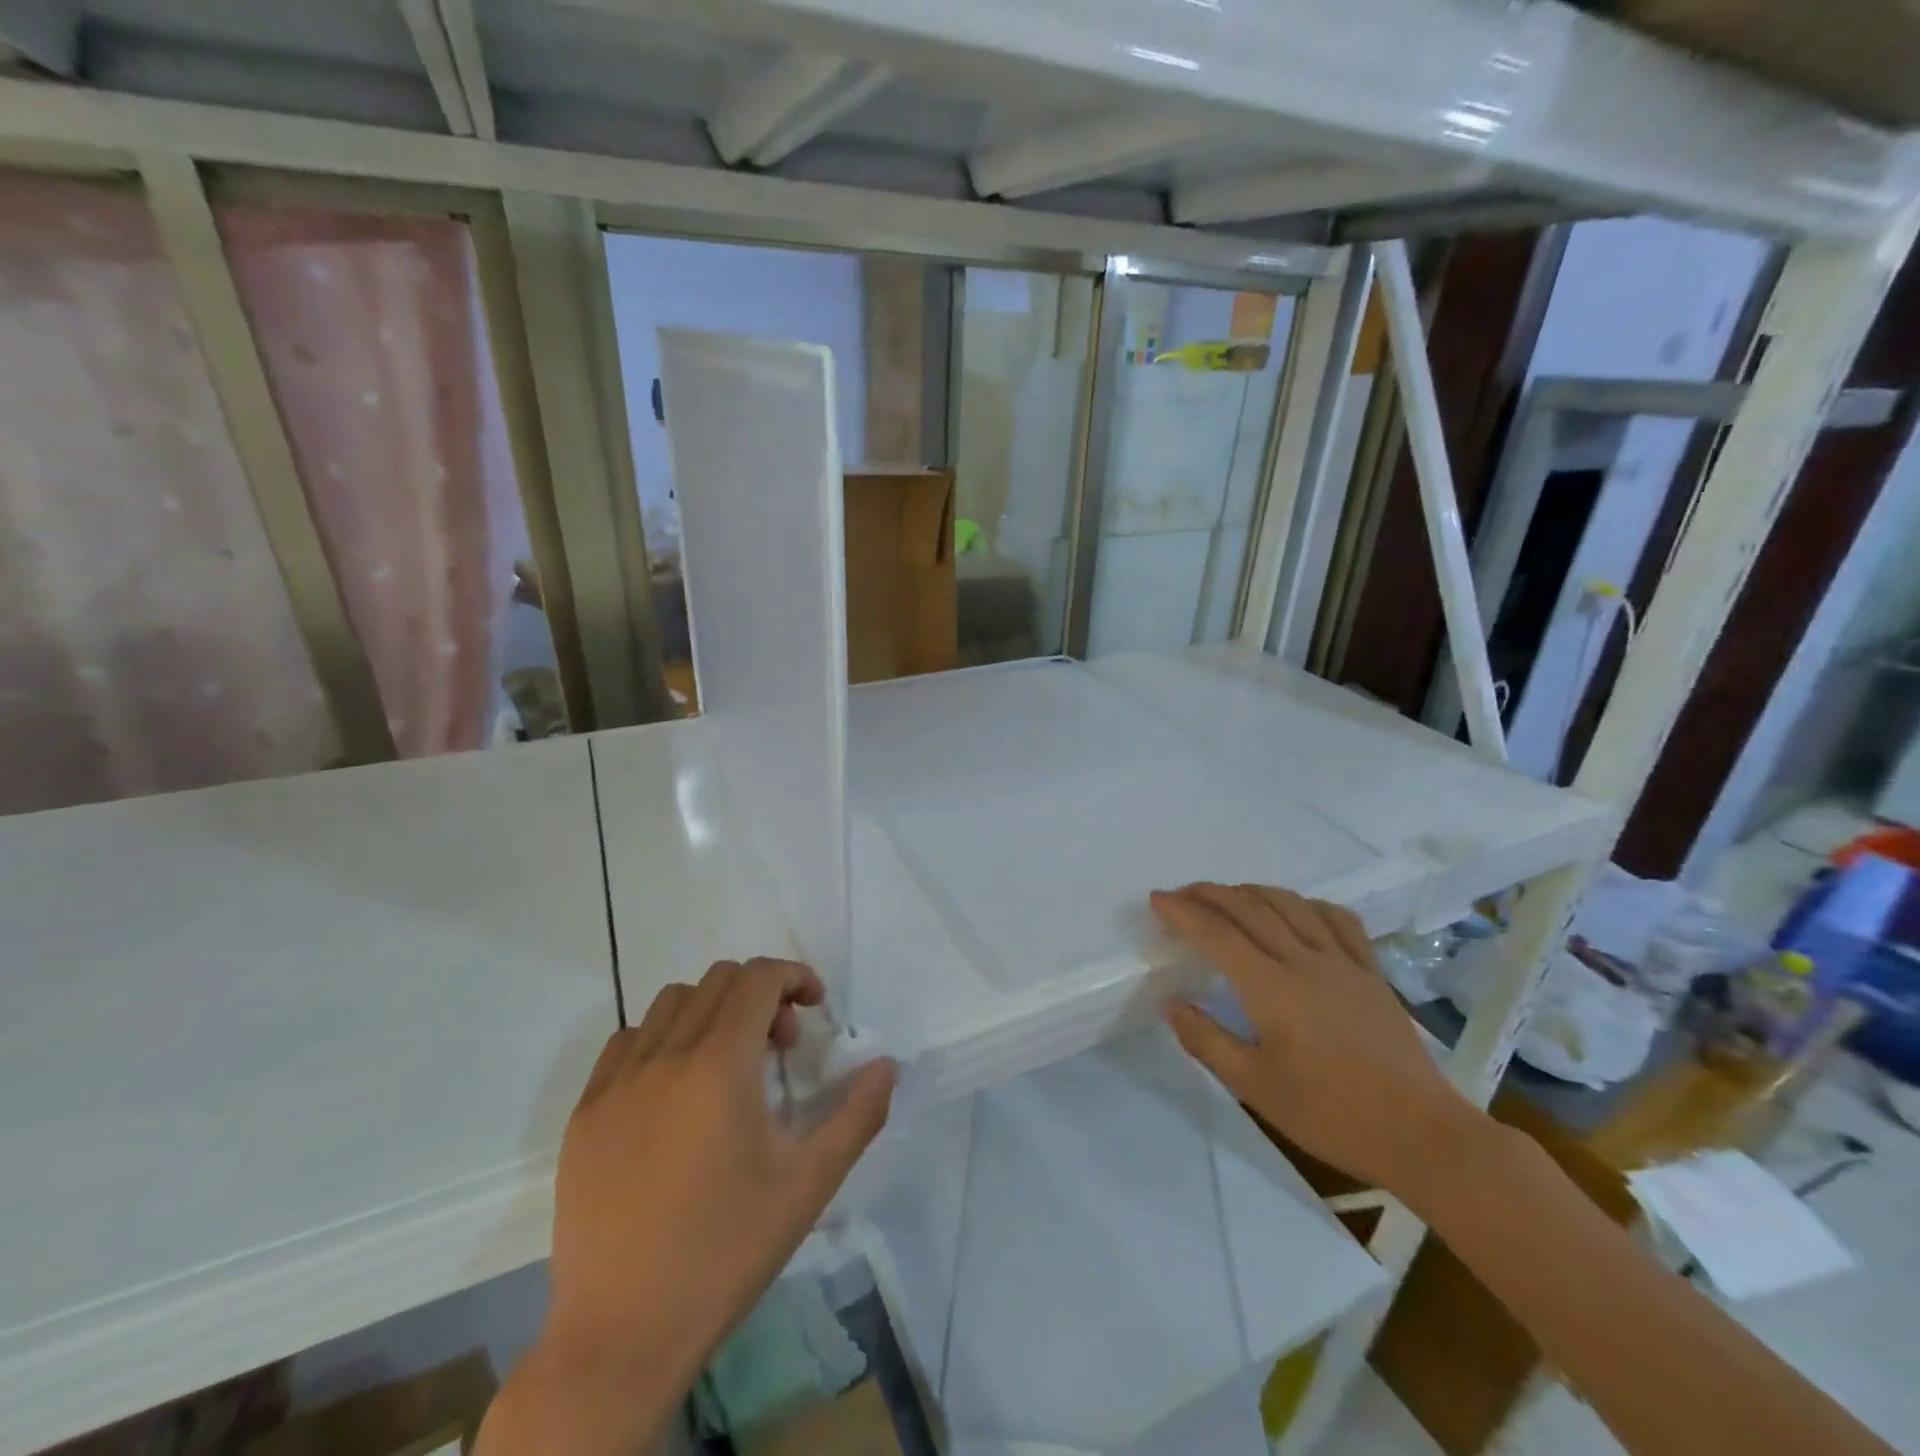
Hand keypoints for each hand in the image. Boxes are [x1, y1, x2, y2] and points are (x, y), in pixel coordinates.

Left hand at [482, 959, 895, 1455]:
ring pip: (671, 1003)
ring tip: (728, 1065)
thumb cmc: (725, 1253)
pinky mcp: (584, 1114)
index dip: (794, 977)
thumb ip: (857, 1115)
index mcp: (718, 1065)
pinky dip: (663, 1039)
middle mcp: (664, 1056)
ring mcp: (615, 1083)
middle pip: (718, 980)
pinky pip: (627, 1042)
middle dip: (760, 995)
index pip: (757, 978)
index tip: (814, 1009)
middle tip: (780, 1048)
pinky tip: (675, 1090)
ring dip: (712, 1011)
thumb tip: (886, 1065)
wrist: (621, 1337)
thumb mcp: (808, 1185)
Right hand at [1152, 883, 1484, 1202]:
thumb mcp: (1256, 1088)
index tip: (1157, 899)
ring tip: (1229, 895)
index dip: (1183, 911)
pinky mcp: (1371, 973)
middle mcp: (1305, 962)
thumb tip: (1172, 1004)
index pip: (1217, 934)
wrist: (1422, 1136)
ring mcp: (1343, 963)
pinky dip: (1307, 904)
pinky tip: (1297, 909)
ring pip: (1291, 905)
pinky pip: (1338, 921)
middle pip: (1250, 908)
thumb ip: (1207, 1041)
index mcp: (1272, 989)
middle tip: (1182, 893)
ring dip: (1253, 892)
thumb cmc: (1331, 1115)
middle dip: (1210, 894)